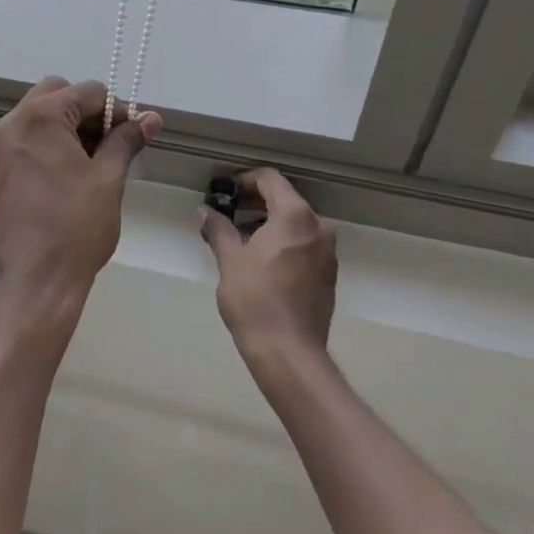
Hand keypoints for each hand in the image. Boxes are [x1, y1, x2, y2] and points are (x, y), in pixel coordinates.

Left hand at [0, 78, 159, 306]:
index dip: (117, 110)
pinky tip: (76, 169)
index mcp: (41, 116)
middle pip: (60, 93)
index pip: (88, 92)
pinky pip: (32, 134)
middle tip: (113, 143)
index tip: (135, 134)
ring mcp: (4, 143)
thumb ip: (127, 140)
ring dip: (73, 125)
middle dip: (90, 112)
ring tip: (99, 160)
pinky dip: (55, 140)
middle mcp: (15, 121)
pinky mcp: (2, 164)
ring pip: (44, 113)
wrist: (35, 279)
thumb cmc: (76, 226)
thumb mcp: (108, 178)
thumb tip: (151, 117)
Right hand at [201, 168, 337, 370]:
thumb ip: (218, 228)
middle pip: (285, 199)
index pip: (271, 179)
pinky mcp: (328, 275)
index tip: (225, 191)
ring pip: (296, 223)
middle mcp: (318, 227)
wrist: (289, 353)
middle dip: (256, 202)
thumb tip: (205, 211)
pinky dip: (284, 242)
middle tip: (228, 212)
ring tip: (240, 238)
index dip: (245, 180)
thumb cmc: (255, 299)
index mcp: (295, 216)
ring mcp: (327, 252)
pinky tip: (261, 260)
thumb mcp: (230, 259)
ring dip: (269, 223)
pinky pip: (304, 244)